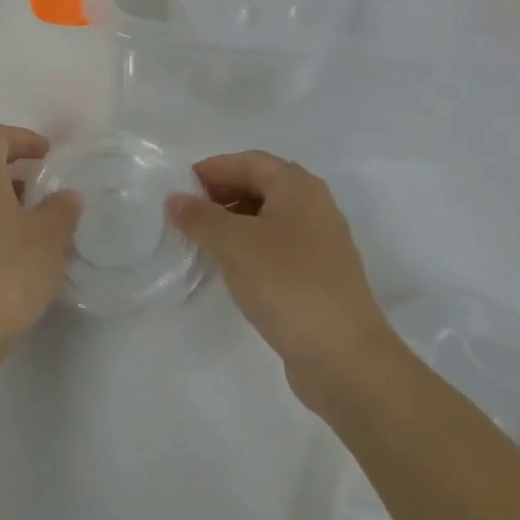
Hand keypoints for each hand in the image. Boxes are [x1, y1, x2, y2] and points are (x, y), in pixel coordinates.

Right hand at [167, 151, 392, 410]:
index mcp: (299, 187)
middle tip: (186, 214)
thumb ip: (199, 216)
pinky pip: (276, 247)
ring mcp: (321, 244)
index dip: (212, 169)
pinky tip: (230, 268)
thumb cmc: (286, 284)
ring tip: (201, 241)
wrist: (345, 358)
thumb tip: (175, 199)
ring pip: (268, 218)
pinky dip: (249, 248)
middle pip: (260, 185)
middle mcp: (315, 207)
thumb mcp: (232, 243)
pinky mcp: (320, 277)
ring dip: (233, 222)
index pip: (248, 161)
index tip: (179, 188)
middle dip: (221, 194)